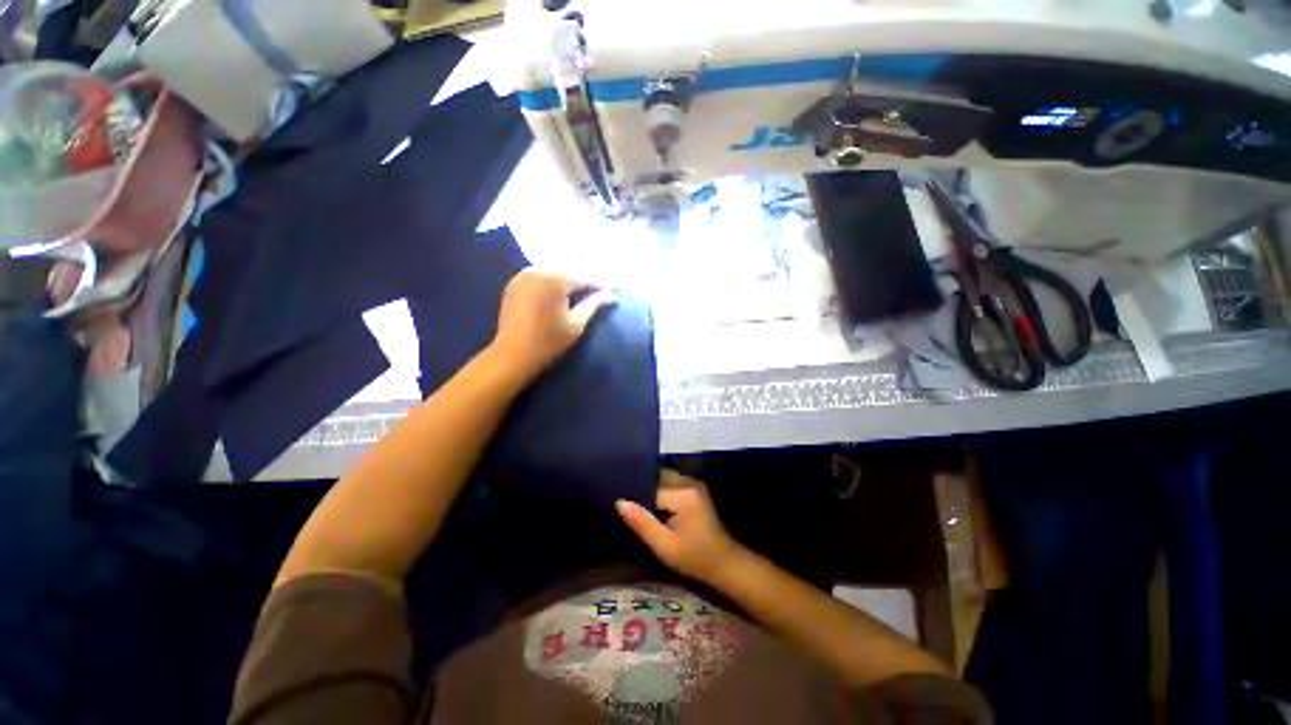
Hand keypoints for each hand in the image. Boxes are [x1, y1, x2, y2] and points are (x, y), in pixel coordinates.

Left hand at [489, 269, 615, 383]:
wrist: (513, 354)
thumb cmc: (549, 341)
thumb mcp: (576, 323)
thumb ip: (594, 304)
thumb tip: (612, 295)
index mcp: (555, 279)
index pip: (584, 276)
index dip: (599, 284)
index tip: (611, 292)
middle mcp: (538, 270)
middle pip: (569, 269)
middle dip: (584, 279)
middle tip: (598, 291)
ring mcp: (523, 275)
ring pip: (553, 269)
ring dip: (568, 277)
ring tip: (580, 291)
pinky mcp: (515, 283)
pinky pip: (539, 274)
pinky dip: (552, 279)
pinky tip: (559, 291)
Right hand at [616, 470, 744, 583]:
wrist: (724, 562)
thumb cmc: (694, 557)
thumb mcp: (664, 545)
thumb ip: (642, 522)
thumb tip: (620, 502)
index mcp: (683, 494)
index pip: (650, 486)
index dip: (635, 495)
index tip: (620, 504)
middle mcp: (688, 482)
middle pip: (657, 477)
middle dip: (642, 488)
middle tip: (626, 503)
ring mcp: (693, 483)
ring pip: (663, 478)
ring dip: (651, 489)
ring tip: (636, 504)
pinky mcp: (694, 488)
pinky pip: (671, 482)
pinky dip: (660, 490)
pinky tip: (653, 506)